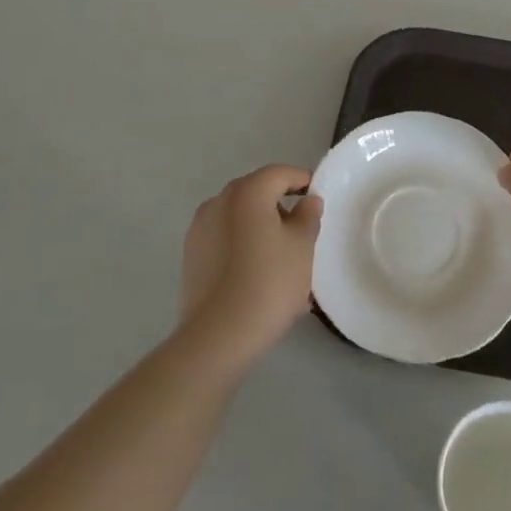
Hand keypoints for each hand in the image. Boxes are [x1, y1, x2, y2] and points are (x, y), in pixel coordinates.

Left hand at [180, 165, 323, 361]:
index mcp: (247, 192)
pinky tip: (256, 273)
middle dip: (281, 205)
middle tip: (303, 231)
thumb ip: (308, 216)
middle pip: (256, 192)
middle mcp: (218, 201)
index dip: (303, 181)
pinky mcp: (191, 255)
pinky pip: (224, 237)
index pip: (280, 173)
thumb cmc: (268, 283)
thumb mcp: (302, 247)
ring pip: (239, 216)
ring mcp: (200, 228)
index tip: (318, 199)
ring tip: (280, 257)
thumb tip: (308, 200)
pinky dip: (242, 244)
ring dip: (260, 226)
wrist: (217, 337)